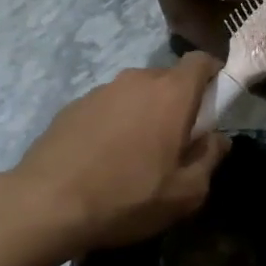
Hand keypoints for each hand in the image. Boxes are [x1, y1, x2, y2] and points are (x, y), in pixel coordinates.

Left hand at [3, 53, 230, 263]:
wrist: (48, 204)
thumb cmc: (128, 197)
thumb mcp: (186, 193)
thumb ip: (210, 158)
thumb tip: (218, 139)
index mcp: (171, 93)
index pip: (201, 61)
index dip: (213, 78)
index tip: (213, 108)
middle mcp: (136, 80)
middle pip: (168, 80)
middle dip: (178, 105)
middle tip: (174, 145)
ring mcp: (101, 90)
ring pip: (135, 95)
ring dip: (143, 115)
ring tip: (134, 158)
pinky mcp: (73, 106)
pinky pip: (107, 108)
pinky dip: (113, 125)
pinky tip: (102, 161)